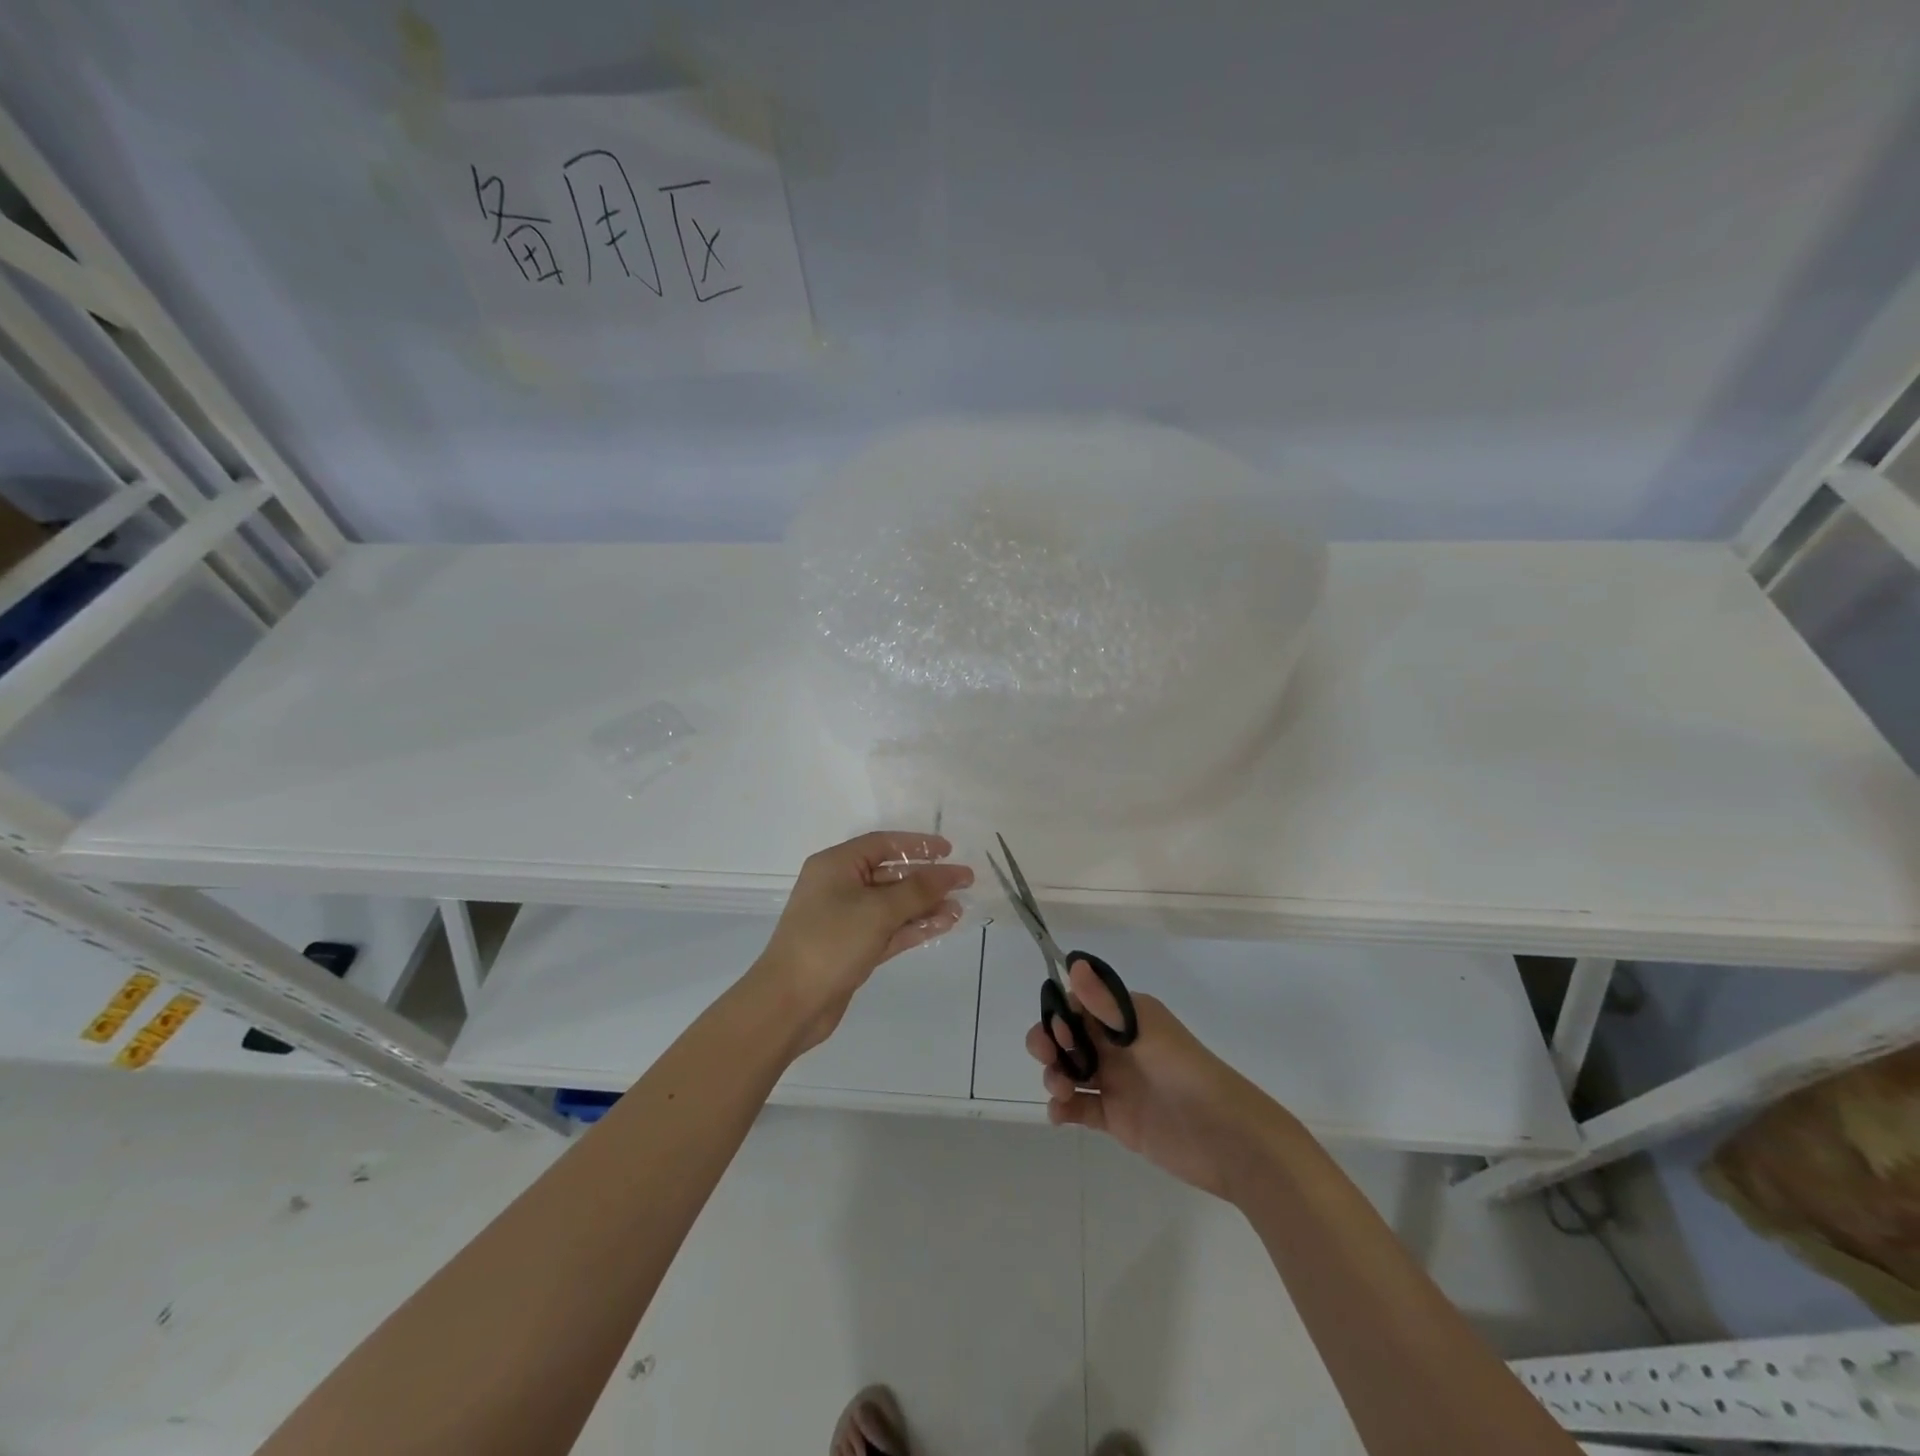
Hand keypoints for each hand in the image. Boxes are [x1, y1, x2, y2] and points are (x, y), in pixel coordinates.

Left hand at [757, 831, 972, 1052]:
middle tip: (964, 883)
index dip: (917, 845)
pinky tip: (942, 925)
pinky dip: (914, 927)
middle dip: (927, 879)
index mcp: (836, 865)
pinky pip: (889, 929)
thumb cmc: (830, 943)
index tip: (949, 851)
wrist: (789, 1004)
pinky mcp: (853, 948)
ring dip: (925, 905)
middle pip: (890, 874)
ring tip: (959, 909)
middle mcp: (840, 887)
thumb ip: (919, 889)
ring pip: (893, 905)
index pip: (883, 844)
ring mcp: (846, 919)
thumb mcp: (878, 910)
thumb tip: (952, 872)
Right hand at [1026, 959, 1281, 1199]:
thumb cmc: (1186, 1074)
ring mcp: (1115, 1081)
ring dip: (1054, 1075)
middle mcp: (1117, 1045)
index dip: (1061, 1014)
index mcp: (1126, 1018)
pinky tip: (1059, 1114)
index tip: (1059, 1031)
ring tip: (1062, 1091)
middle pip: (1068, 1037)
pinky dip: (1063, 1108)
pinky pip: (1080, 1107)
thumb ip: (1107, 1005)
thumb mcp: (1147, 1034)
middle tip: (1046, 1057)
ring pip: (1070, 1070)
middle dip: (1048, 1043)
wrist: (1226, 1138)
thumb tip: (1074, 963)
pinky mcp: (1115, 1117)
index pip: (1080, 1005)